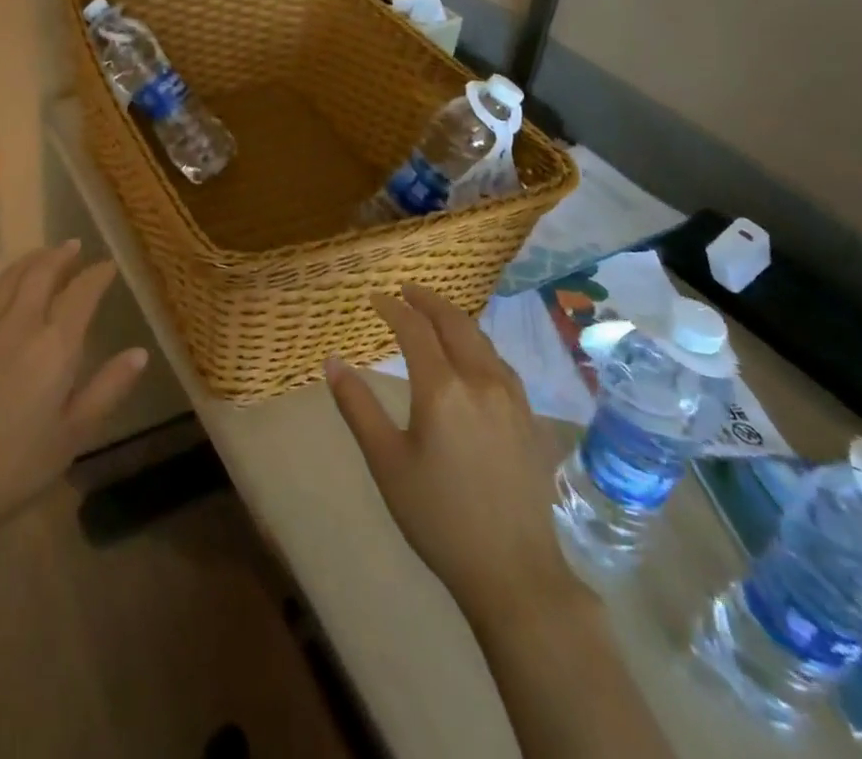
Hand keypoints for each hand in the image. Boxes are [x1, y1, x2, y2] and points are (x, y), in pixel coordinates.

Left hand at [0, 241, 147, 524]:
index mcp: (55, 345)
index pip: (81, 293)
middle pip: (42, 272)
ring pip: (9, 278)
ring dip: (29, 261)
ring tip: (42, 256)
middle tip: (74, 247)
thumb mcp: (76, 431)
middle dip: (61, 255)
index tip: (108, 266)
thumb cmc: (22, 461)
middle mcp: (20, 324)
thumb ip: (109, 387)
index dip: (97, 275)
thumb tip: (140, 353)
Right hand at [326, 284, 564, 628]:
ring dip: (454, 318)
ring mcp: (511, 397)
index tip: (374, 298)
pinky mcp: (529, 417)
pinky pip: (500, 362)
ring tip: (433, 315)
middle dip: (427, 300)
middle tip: (405, 290)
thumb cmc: (438, 517)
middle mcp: (480, 380)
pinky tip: (471, 355)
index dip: (392, 307)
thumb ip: (357, 406)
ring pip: (481, 339)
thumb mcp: (386, 462)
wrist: (513, 571)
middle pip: (454, 322)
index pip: (414, 328)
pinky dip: (477, 343)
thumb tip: (332, 361)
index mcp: (442, 388)